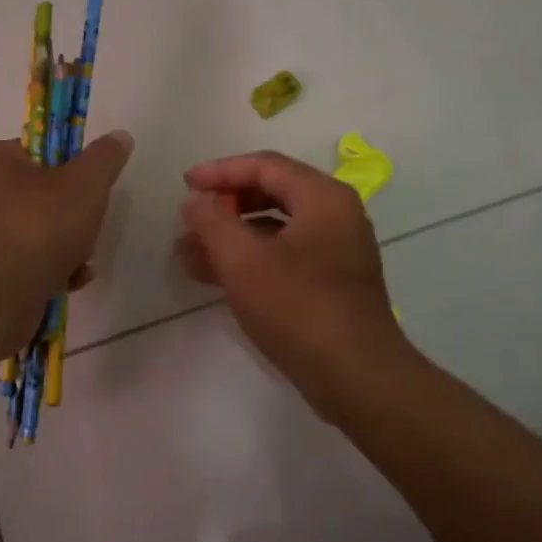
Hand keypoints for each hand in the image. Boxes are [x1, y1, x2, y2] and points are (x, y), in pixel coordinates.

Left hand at [0, 132, 134, 351]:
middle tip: (87, 229)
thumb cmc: (37, 229)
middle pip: (41, 195)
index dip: (71, 168)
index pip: (38, 151)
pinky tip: (69, 282)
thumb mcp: (84, 184)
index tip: (91, 189)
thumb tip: (120, 136)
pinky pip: (24, 263)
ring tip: (80, 262)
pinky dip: (49, 270)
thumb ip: (104, 158)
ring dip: (66, 247)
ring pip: (35, 232)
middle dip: (73, 216)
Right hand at [176, 151, 410, 416]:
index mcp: (323, 198)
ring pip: (275, 229)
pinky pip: (283, 256)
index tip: (186, 185)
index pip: (265, 166)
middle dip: (225, 206)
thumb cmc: (298, 308)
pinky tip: (214, 277)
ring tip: (187, 254)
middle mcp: (335, 215)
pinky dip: (250, 260)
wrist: (355, 375)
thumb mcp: (244, 261)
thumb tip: (195, 201)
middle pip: (271, 193)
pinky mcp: (330, 282)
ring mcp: (336, 250)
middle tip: (189, 220)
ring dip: (231, 237)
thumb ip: (213, 222)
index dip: (221, 171)